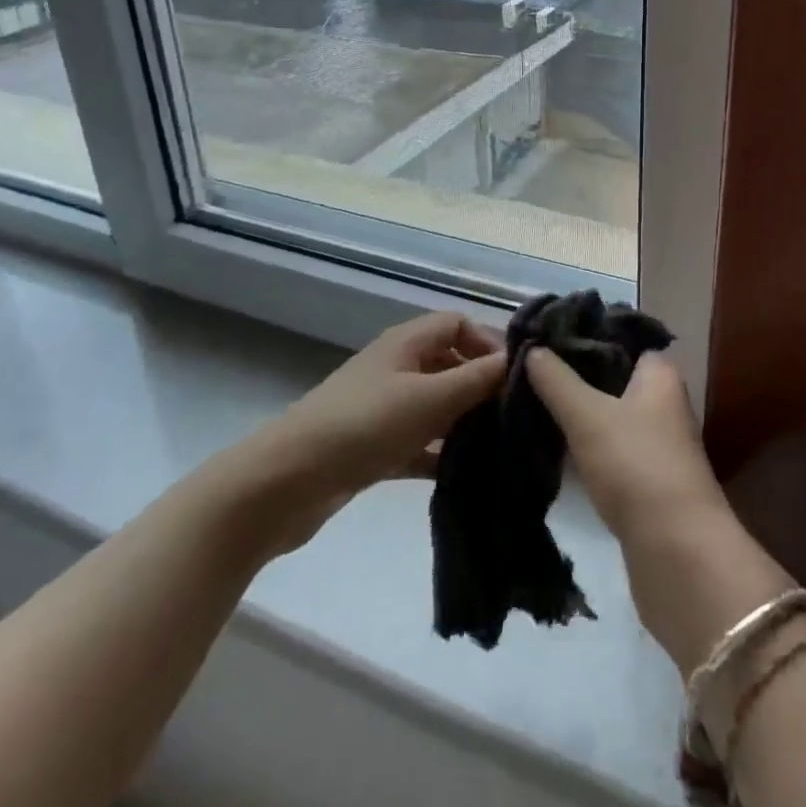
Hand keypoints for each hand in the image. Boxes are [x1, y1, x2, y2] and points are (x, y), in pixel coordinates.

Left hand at [250, 312, 504, 552]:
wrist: (286, 483)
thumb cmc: (364, 425)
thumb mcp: (429, 398)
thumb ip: (477, 379)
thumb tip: (519, 359)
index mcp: (407, 343)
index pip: (457, 324)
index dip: (487, 343)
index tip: (515, 377)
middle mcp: (396, 367)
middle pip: (449, 363)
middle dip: (481, 385)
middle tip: (514, 417)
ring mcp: (383, 408)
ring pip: (436, 405)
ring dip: (464, 422)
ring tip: (500, 448)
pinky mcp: (374, 447)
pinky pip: (419, 442)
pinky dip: (440, 454)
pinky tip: (466, 476)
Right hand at [524, 350, 725, 551]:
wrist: (676, 552)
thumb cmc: (635, 465)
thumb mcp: (587, 415)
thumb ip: (557, 380)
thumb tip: (532, 348)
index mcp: (659, 372)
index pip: (617, 336)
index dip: (581, 333)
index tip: (541, 336)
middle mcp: (663, 399)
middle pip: (611, 373)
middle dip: (573, 372)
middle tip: (528, 369)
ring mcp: (657, 439)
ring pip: (609, 410)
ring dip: (577, 408)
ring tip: (532, 399)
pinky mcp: (646, 475)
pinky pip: (610, 443)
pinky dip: (586, 439)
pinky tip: (554, 440)